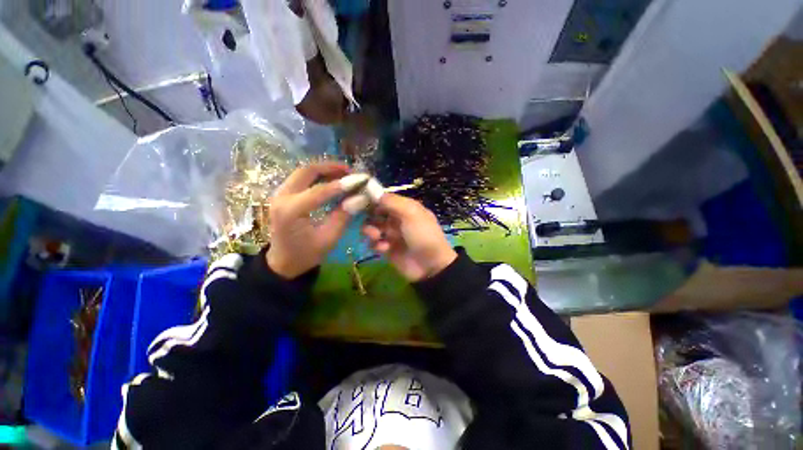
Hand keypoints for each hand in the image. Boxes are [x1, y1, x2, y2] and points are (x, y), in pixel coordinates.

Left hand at [266, 163, 351, 278]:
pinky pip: (301, 179)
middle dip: (330, 167)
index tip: (361, 180)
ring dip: (324, 170)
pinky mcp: (283, 195)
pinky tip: (331, 180)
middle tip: (350, 170)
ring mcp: (279, 194)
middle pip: (307, 171)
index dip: (342, 184)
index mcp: (291, 211)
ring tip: (344, 173)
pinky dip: (317, 176)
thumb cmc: (306, 254)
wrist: (282, 262)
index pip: (320, 190)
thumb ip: (343, 216)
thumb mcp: (328, 238)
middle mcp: (281, 197)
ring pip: (303, 172)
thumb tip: (360, 198)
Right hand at [362, 194, 456, 281]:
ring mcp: (392, 234)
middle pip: (376, 213)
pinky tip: (384, 248)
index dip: (373, 199)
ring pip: (373, 228)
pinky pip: (374, 243)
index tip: (360, 201)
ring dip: (371, 231)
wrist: (430, 265)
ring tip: (377, 237)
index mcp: (405, 208)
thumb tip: (373, 192)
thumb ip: (392, 201)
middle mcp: (397, 219)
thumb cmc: (423, 234)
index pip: (385, 199)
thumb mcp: (411, 213)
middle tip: (371, 223)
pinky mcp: (387, 249)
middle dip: (370, 217)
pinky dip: (376, 245)